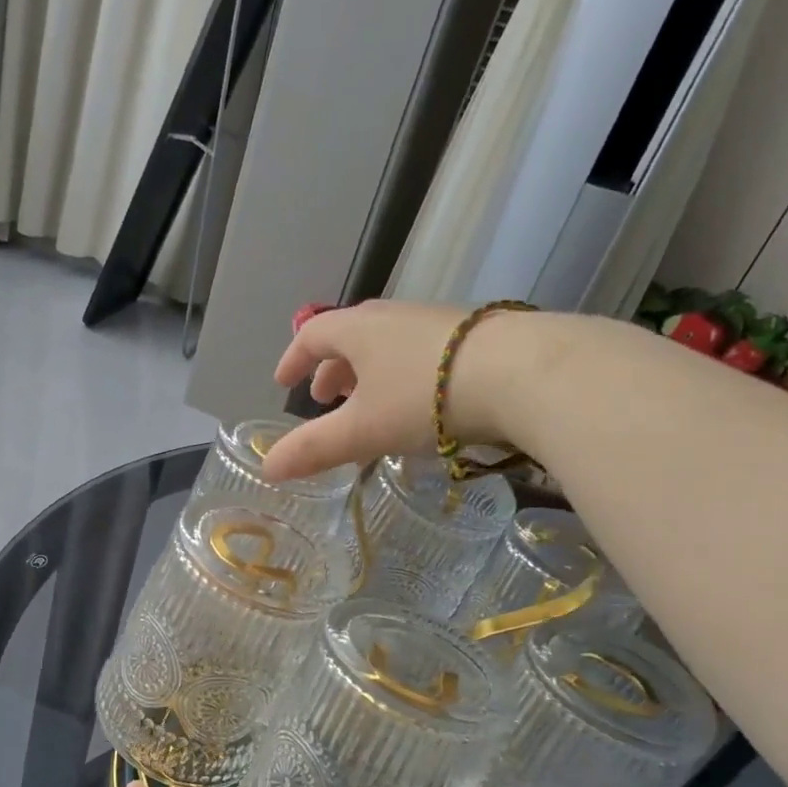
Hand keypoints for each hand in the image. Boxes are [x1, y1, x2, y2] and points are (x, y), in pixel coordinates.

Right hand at [261, 301, 500, 481]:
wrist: (520, 372)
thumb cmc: (423, 397)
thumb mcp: (361, 430)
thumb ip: (313, 449)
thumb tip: (267, 470)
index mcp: (358, 330)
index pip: (312, 336)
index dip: (293, 359)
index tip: (283, 383)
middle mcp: (393, 317)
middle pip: (351, 338)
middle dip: (332, 370)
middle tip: (325, 400)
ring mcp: (435, 323)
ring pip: (388, 346)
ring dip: (368, 374)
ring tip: (370, 405)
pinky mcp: (472, 337)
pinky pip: (419, 354)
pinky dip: (402, 376)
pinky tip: (419, 404)